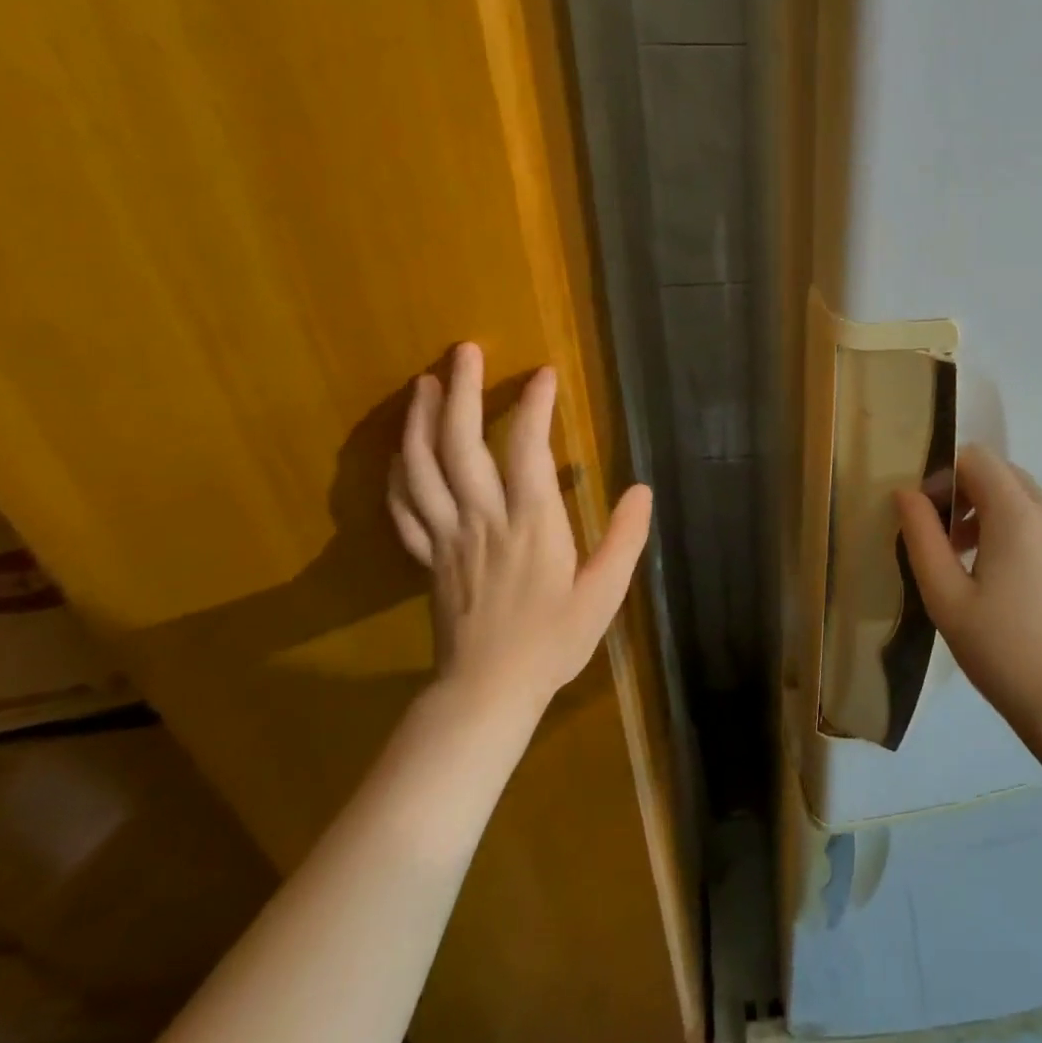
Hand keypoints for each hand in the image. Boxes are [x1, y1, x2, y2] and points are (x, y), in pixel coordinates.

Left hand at [388, 343, 651, 714]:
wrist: (487, 691)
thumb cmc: (553, 640)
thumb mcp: (605, 593)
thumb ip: (625, 538)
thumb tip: (642, 488)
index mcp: (532, 525)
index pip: (528, 451)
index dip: (535, 407)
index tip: (545, 373)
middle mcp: (483, 520)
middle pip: (461, 445)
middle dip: (464, 392)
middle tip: (464, 350)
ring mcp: (447, 537)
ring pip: (423, 468)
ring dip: (422, 420)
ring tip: (427, 383)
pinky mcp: (426, 556)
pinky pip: (403, 506)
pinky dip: (398, 471)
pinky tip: (401, 449)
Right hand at [896, 445, 1041, 735]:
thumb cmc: (1001, 650)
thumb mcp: (945, 595)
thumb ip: (921, 536)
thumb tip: (906, 493)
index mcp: (1018, 514)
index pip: (977, 458)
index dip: (944, 474)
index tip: (926, 515)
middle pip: (1000, 472)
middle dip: (964, 490)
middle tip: (941, 538)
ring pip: (1022, 496)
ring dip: (988, 509)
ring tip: (966, 560)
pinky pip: (1041, 520)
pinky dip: (1013, 527)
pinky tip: (1001, 577)